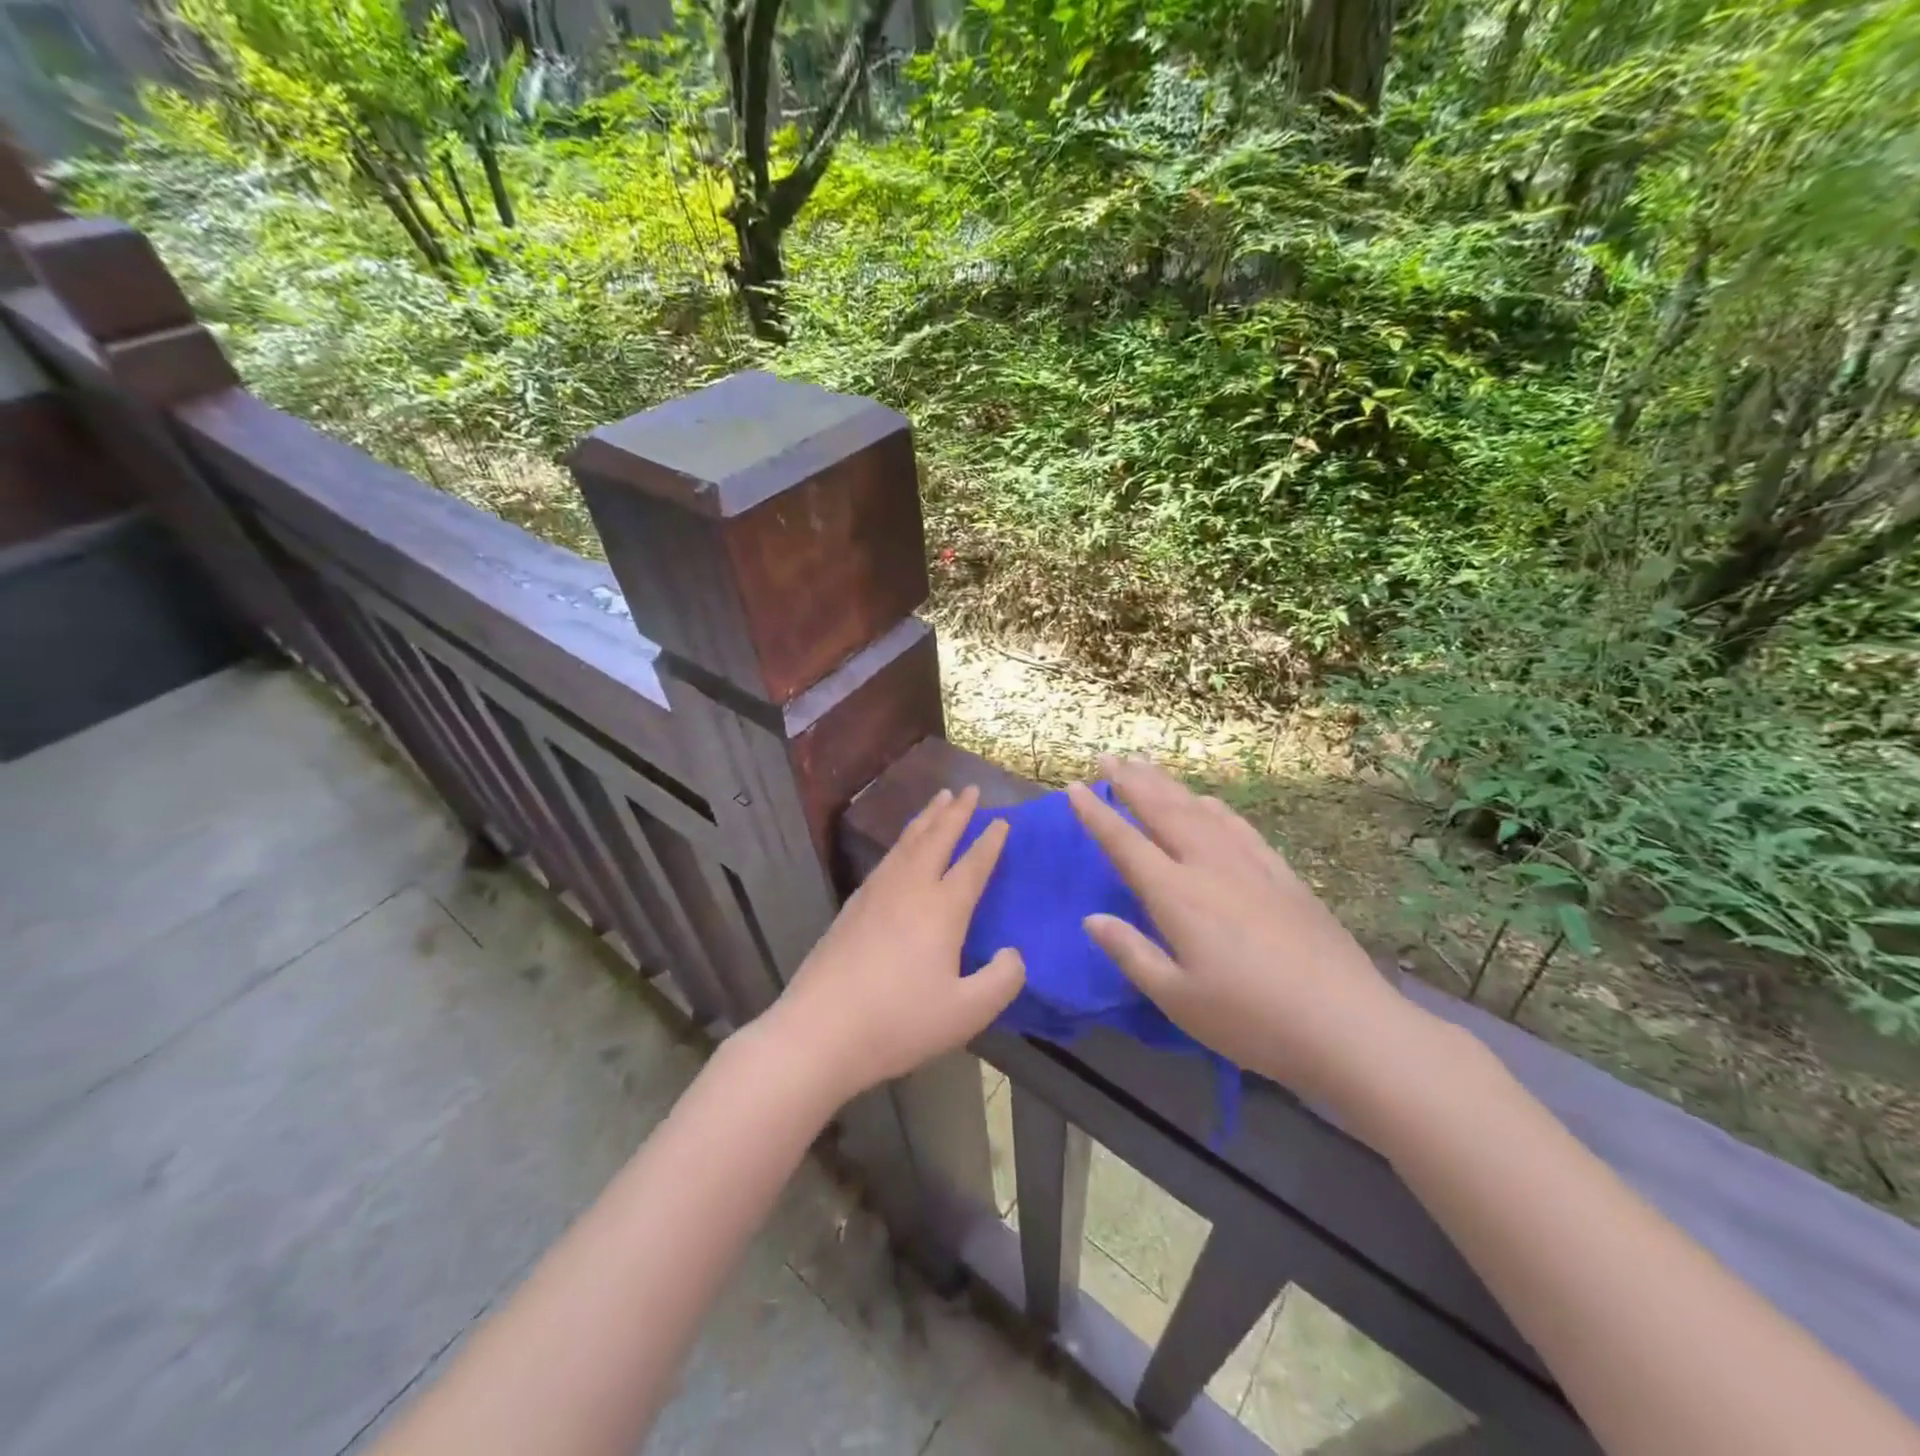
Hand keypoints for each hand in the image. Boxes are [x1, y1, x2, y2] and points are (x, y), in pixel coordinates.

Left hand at [763, 786, 1025, 1103]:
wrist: (820, 1031)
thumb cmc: (899, 1022)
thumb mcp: (966, 1012)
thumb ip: (1002, 981)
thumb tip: (1014, 954)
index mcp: (942, 909)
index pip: (972, 865)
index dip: (990, 842)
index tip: (1002, 820)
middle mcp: (909, 889)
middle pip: (936, 838)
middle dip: (955, 812)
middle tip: (969, 788)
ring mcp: (876, 894)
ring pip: (907, 842)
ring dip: (926, 818)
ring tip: (939, 800)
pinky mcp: (852, 906)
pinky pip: (886, 858)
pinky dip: (902, 840)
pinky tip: (901, 848)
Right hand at [1067, 757, 1434, 1113]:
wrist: (1347, 1024)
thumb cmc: (1251, 1020)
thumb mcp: (1178, 999)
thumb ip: (1131, 953)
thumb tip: (1092, 918)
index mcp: (1177, 896)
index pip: (1125, 844)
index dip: (1096, 815)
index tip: (1074, 788)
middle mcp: (1209, 867)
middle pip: (1163, 812)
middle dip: (1131, 783)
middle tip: (1107, 758)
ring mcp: (1250, 865)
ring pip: (1199, 810)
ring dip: (1168, 785)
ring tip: (1146, 765)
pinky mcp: (1282, 874)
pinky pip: (1239, 826)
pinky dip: (1214, 806)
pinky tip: (1208, 800)